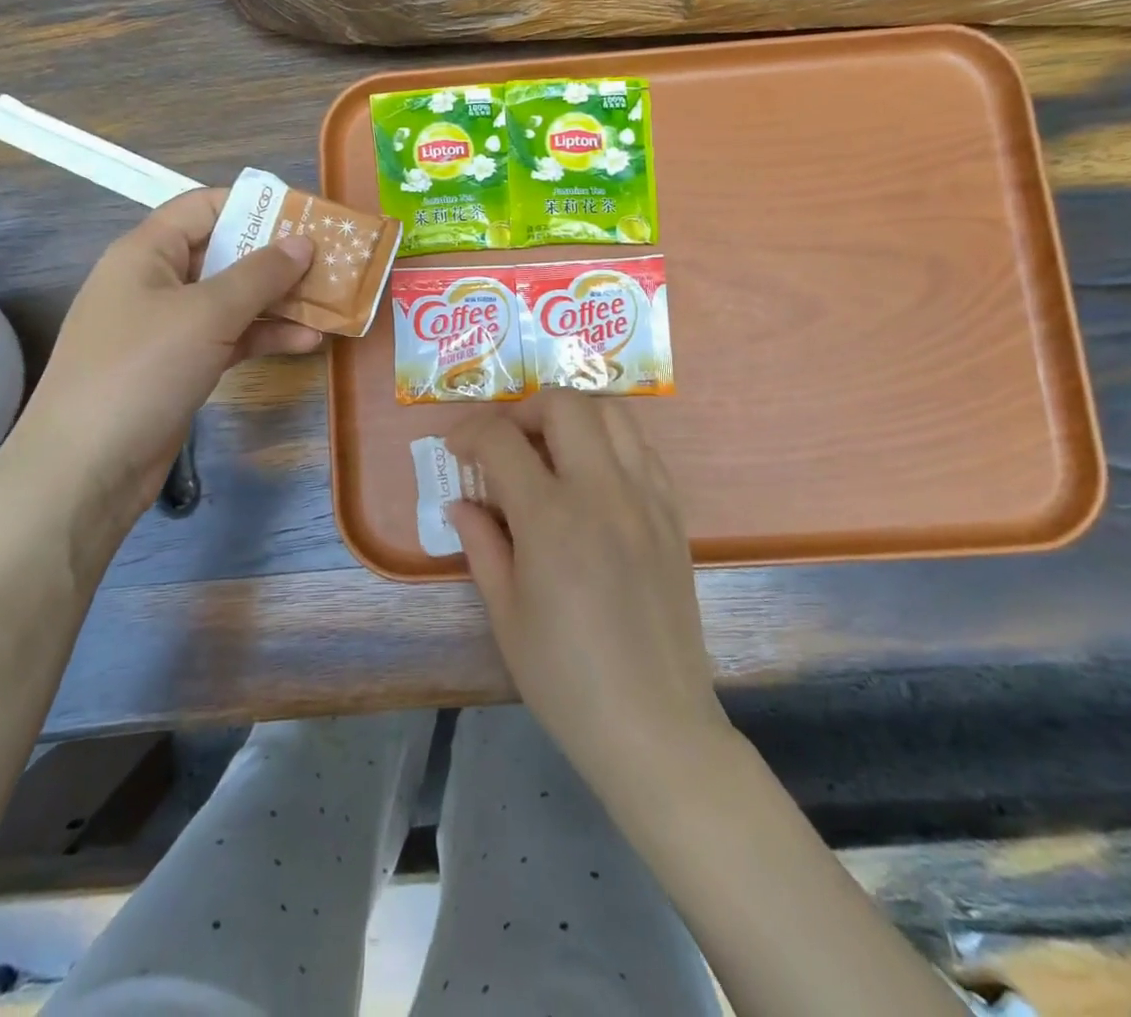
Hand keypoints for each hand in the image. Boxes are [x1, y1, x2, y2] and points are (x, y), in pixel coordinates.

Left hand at [15, 188, 318, 517]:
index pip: (204, 207)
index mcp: (147, 253)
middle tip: (331, 261)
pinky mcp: (180, 367)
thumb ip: (259, 275)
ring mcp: (168, 328)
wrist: (87, 468)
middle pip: (223, 254)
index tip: (306, 216)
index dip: (254, 206)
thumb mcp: (206, 314)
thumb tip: (303, 241)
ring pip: (233, 301)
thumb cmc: (142, 370)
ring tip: (332, 302)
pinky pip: (230, 339)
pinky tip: (307, 341)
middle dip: (277, 258)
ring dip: (280, 301)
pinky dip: (265, 338)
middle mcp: (156, 283)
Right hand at [446, 391, 729, 805]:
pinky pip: (644, 449)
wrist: (654, 725)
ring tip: (552, 450)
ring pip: (614, 413)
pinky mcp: (673, 514)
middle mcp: (603, 492)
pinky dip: (612, 442)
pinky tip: (595, 478)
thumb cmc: (565, 678)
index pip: (501, 440)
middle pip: (565, 404)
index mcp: (551, 518)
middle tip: (506, 443)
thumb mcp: (506, 613)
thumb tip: (461, 502)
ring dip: (573, 416)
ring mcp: (646, 498)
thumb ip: (481, 544)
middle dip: (524, 410)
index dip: (468, 433)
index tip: (456, 449)